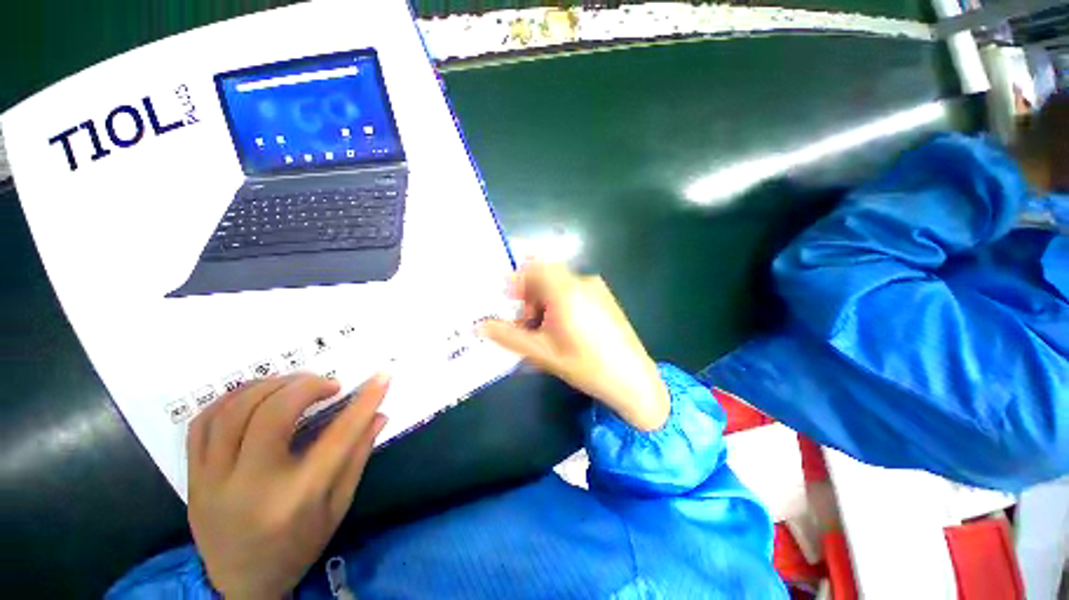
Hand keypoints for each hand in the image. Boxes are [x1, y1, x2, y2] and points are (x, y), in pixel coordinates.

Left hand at [186, 373, 388, 598]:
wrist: (238, 585)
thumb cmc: (297, 547)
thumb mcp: (337, 508)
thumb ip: (358, 457)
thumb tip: (379, 415)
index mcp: (296, 498)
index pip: (338, 436)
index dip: (365, 401)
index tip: (383, 376)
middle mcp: (251, 486)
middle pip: (272, 414)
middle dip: (307, 386)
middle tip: (329, 384)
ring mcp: (213, 481)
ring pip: (233, 411)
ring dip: (271, 385)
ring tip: (295, 384)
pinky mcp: (192, 477)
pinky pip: (202, 423)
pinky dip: (231, 398)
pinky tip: (256, 395)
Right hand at [480, 262, 669, 430]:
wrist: (633, 380)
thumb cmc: (585, 365)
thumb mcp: (542, 353)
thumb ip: (508, 336)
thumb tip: (479, 325)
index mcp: (565, 291)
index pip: (534, 267)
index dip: (516, 280)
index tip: (507, 301)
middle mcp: (582, 282)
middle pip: (546, 276)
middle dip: (529, 295)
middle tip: (523, 323)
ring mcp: (596, 289)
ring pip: (559, 285)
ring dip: (543, 301)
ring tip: (541, 331)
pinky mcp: (604, 298)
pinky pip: (574, 291)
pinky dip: (559, 303)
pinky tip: (561, 330)